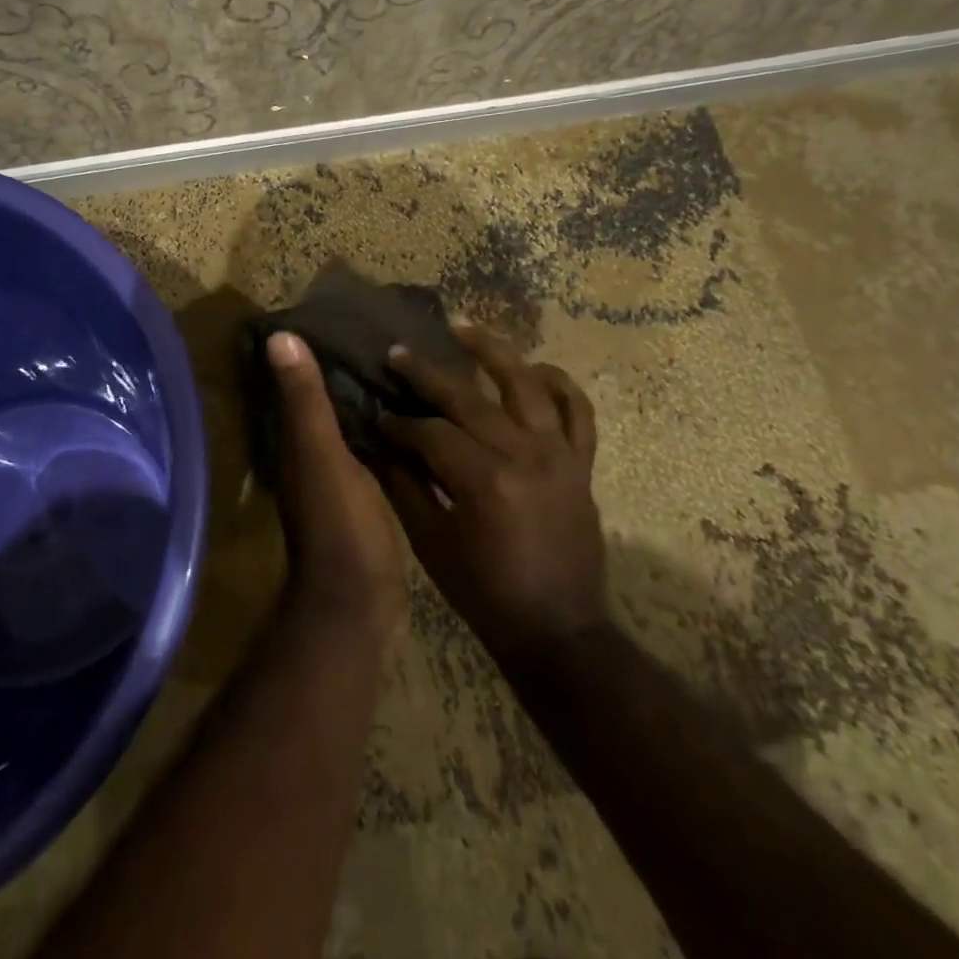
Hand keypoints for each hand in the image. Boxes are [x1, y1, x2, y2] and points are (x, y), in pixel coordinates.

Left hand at [265, 332, 408, 634]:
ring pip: (352, 422)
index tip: (341, 313)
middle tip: (384, 332)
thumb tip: (279, 336)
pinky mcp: (366, 493)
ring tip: (405, 362)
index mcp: (299, 440)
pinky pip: (373, 446)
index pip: (300, 382)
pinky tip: (414, 412)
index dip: (314, 349)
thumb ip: (305, 401)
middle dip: (348, 368)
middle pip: (328, 400)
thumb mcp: (322, 456)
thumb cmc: (339, 524)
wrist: (358, 601)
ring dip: (368, 396)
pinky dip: (385, 426)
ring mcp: (340, 475)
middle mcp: (314, 453)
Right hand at [380, 325, 604, 662]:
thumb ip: (404, 486)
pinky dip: (561, 384)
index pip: (430, 433)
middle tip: (397, 354)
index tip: (377, 413)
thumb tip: (380, 442)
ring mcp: (559, 454)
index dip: (399, 422)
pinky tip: (536, 367)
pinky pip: (578, 411)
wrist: (558, 630)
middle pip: (469, 399)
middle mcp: (524, 454)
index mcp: (483, 480)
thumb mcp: (432, 544)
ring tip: (463, 328)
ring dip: (493, 351)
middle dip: (427, 374)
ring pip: (527, 384)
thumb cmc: (485, 593)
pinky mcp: (581, 463)